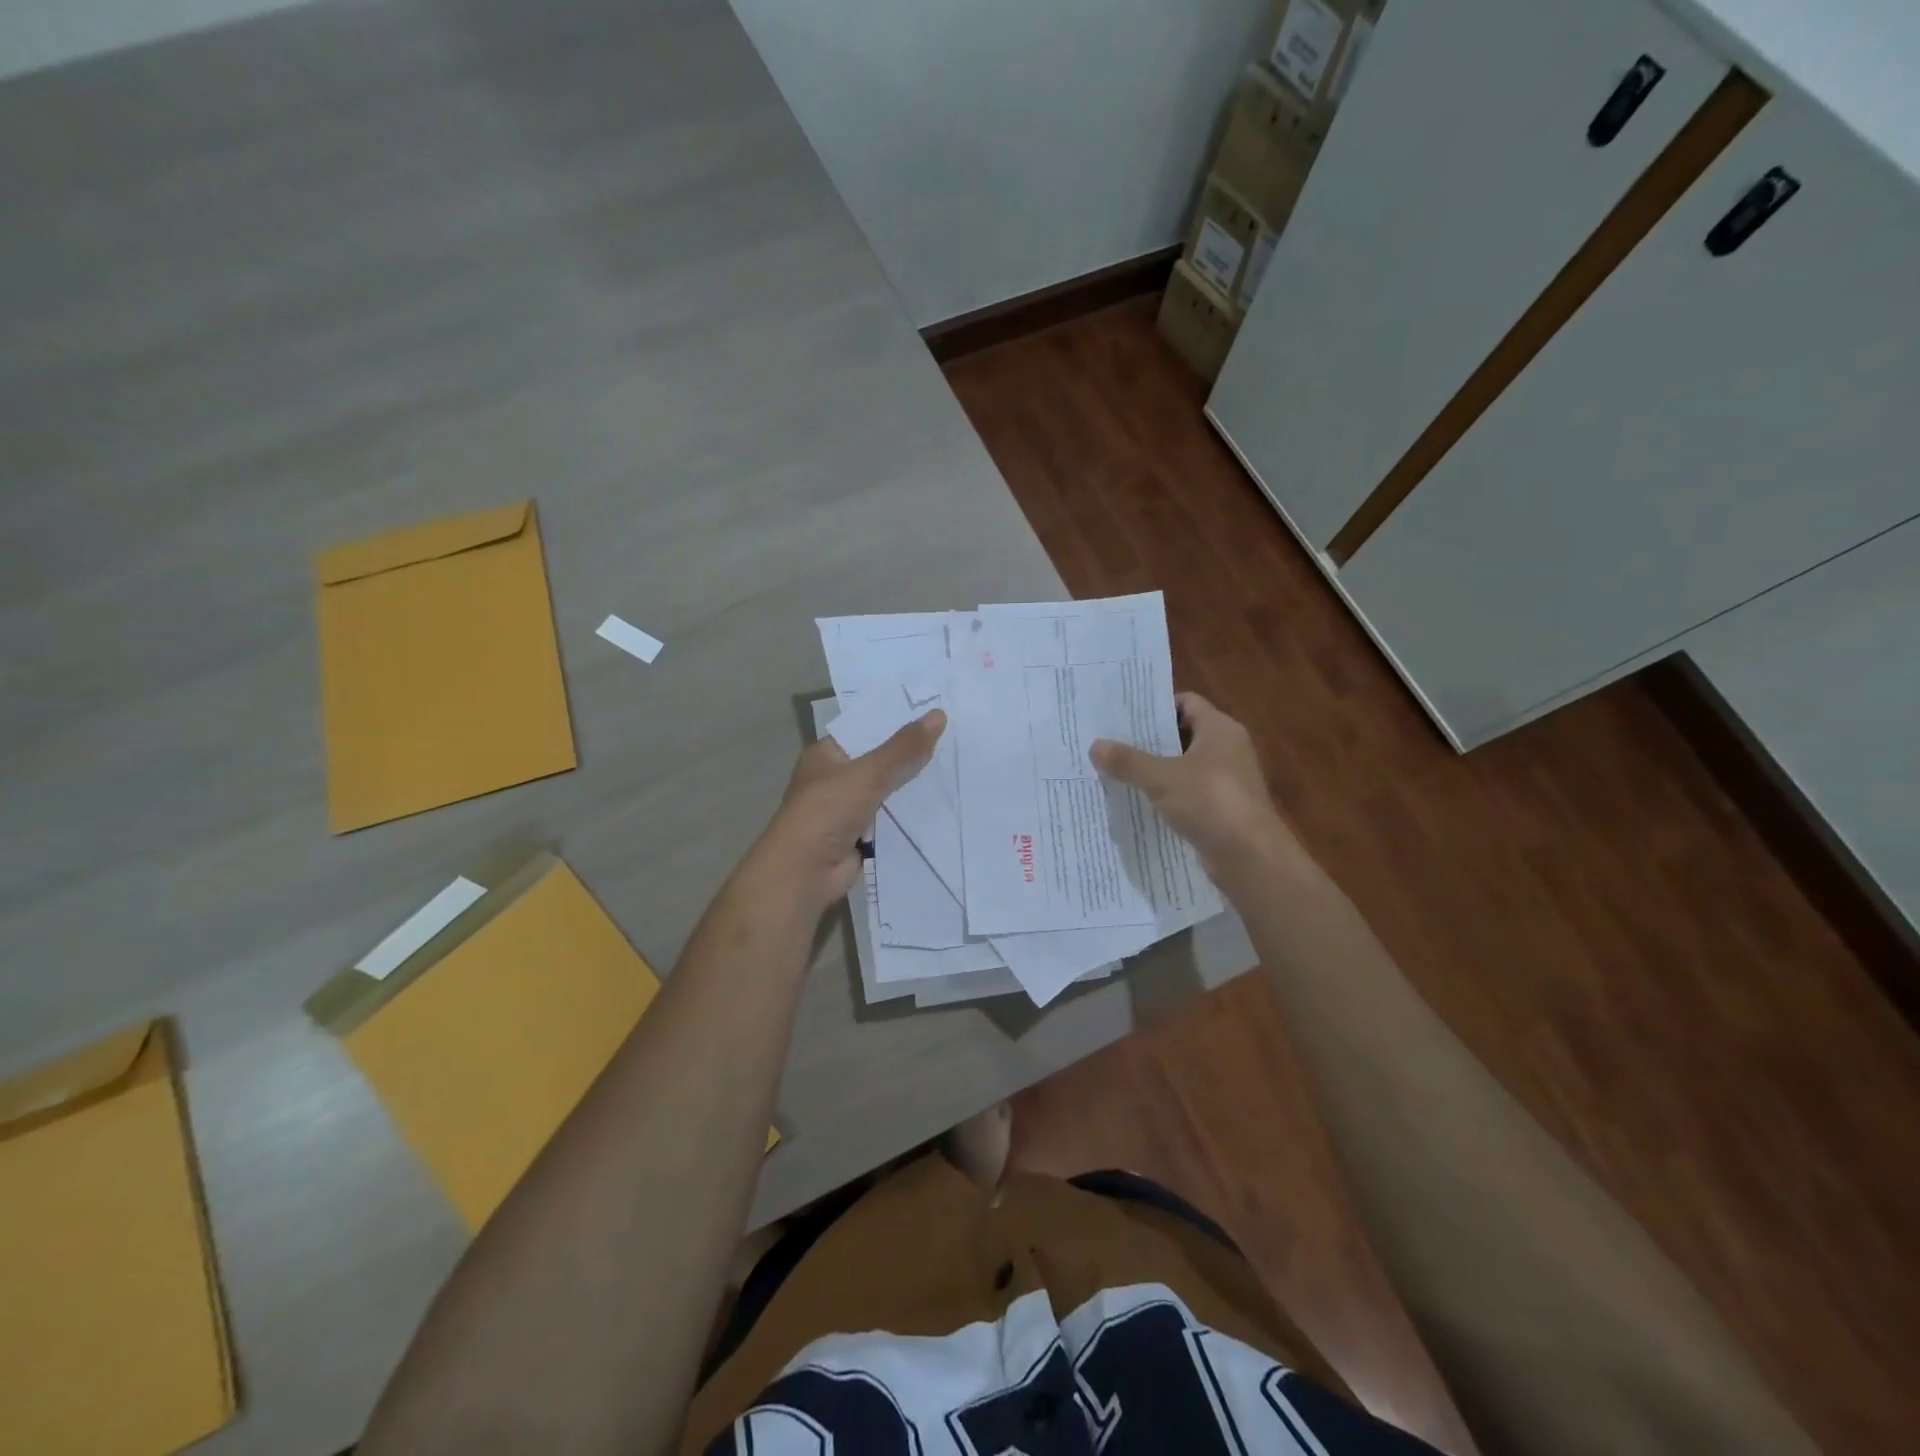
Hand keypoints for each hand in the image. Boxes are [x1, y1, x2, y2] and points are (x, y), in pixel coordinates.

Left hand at [755, 710, 945, 908]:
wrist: (805, 873)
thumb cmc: (827, 812)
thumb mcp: (868, 773)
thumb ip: (904, 748)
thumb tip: (939, 714)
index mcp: (827, 755)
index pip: (865, 729)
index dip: (896, 721)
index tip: (934, 712)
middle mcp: (836, 779)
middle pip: (880, 761)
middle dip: (912, 754)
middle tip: (955, 738)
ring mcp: (848, 809)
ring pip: (889, 791)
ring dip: (914, 786)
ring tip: (957, 766)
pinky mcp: (862, 836)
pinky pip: (892, 819)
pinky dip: (912, 815)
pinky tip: (944, 804)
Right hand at [1089, 693, 1301, 881]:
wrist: (1250, 857)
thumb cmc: (1210, 802)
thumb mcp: (1161, 778)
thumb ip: (1128, 761)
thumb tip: (1095, 745)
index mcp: (1220, 729)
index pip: (1186, 702)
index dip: (1156, 707)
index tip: (1123, 716)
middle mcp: (1227, 749)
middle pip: (1182, 734)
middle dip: (1149, 740)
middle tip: (1111, 743)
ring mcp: (1227, 781)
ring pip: (1183, 766)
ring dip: (1155, 770)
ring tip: (1116, 771)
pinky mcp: (1222, 809)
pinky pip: (1188, 793)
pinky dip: (1166, 795)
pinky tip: (1138, 802)